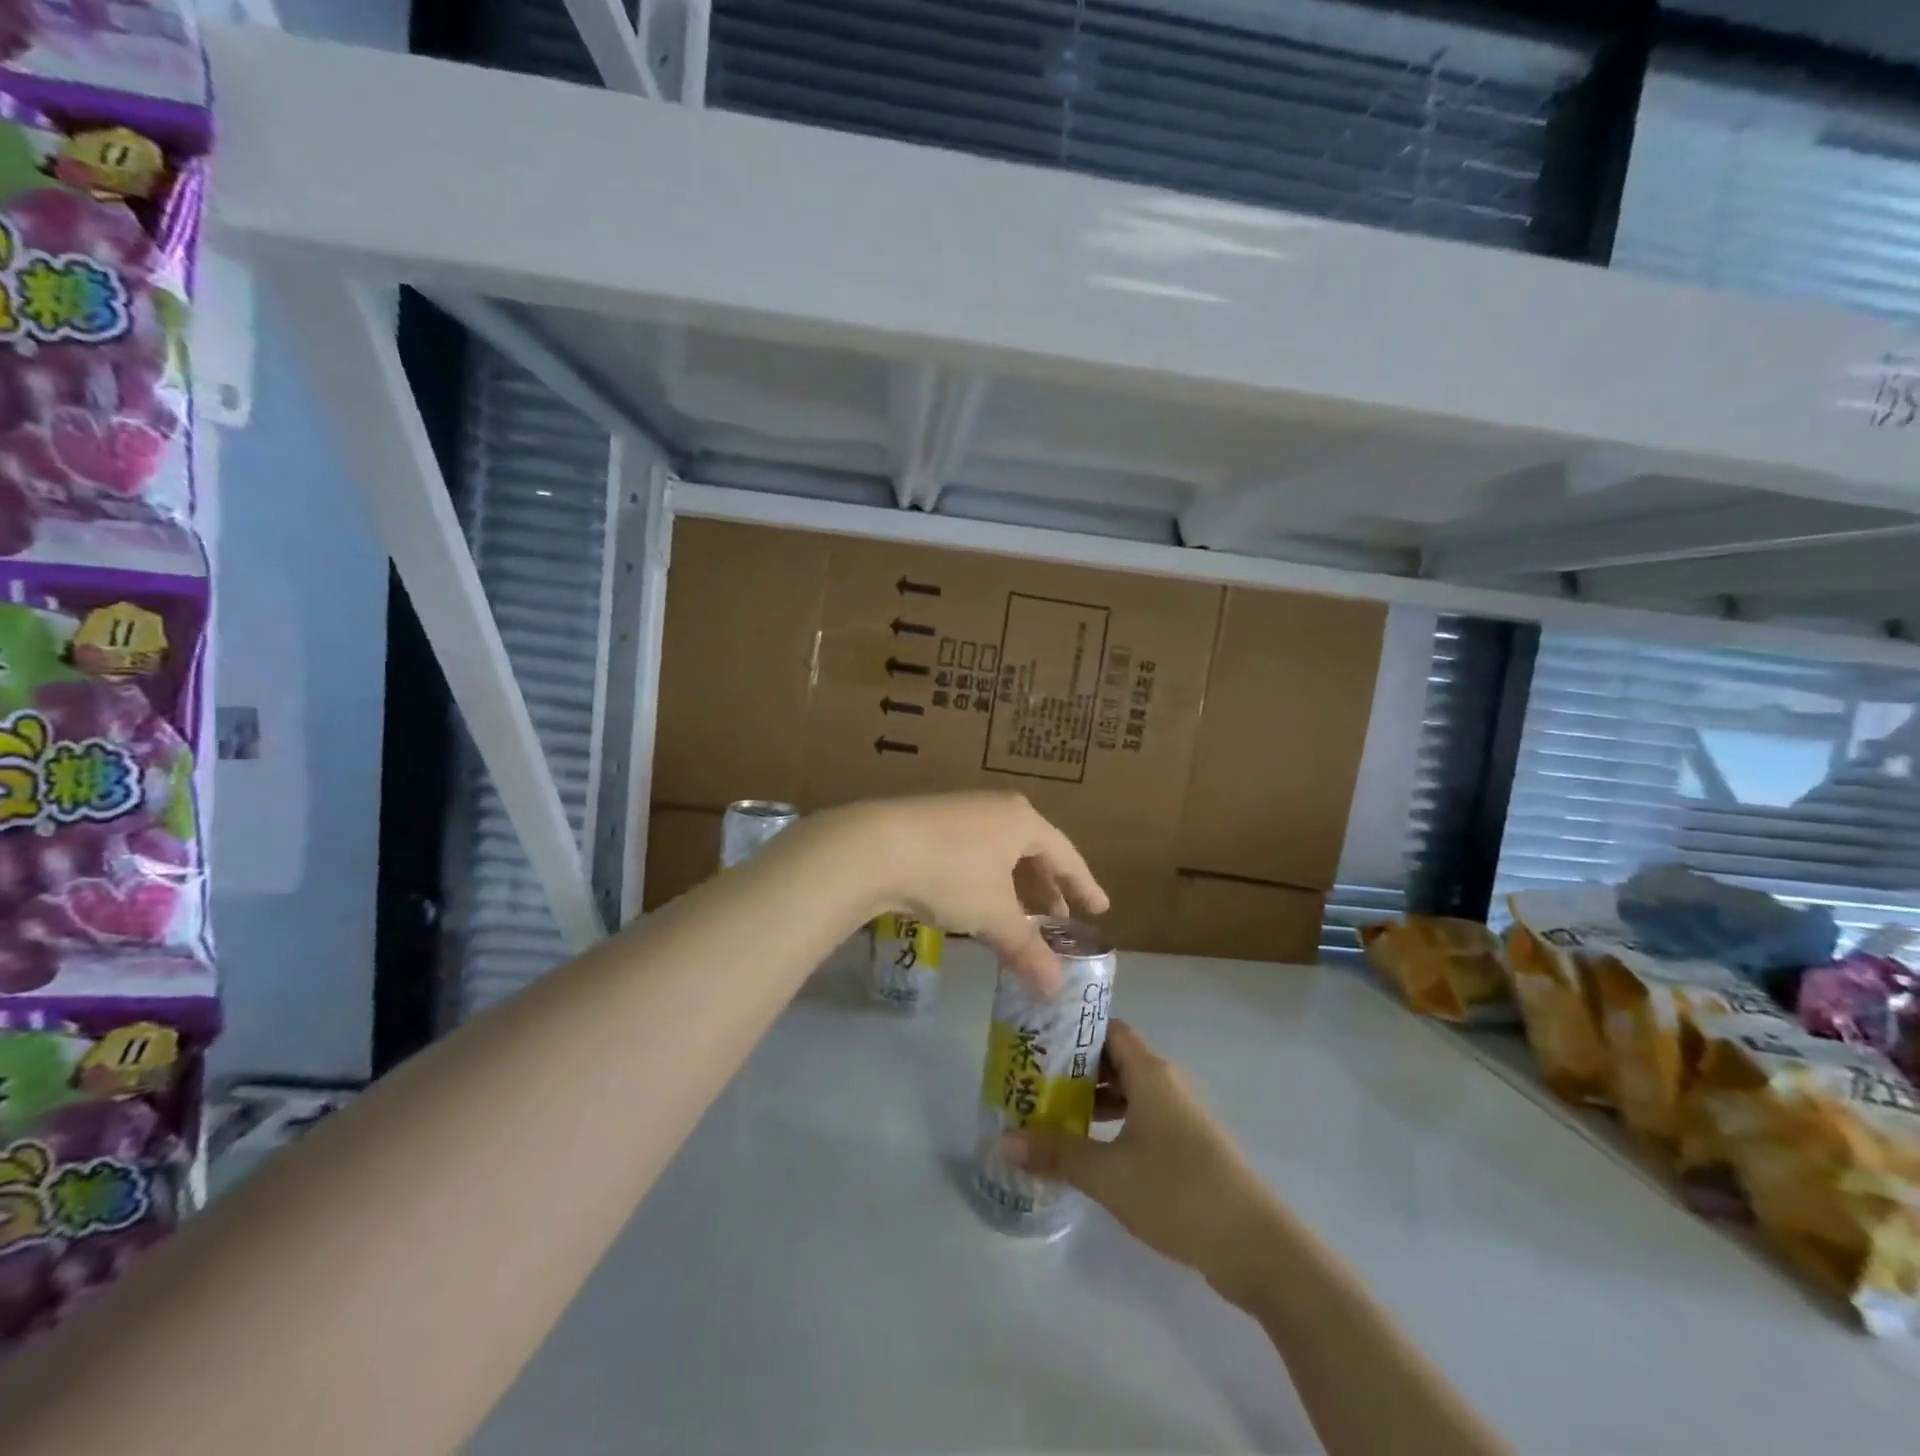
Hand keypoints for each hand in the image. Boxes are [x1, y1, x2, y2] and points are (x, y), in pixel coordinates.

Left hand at [828, 792, 1107, 991]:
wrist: (874, 847)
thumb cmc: (951, 873)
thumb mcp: (994, 915)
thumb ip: (1027, 950)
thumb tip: (1055, 989)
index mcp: (1022, 820)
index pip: (1066, 855)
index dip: (1083, 885)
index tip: (1099, 908)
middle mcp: (996, 809)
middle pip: (1033, 850)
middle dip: (1046, 887)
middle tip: (1058, 918)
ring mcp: (961, 812)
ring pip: (1001, 852)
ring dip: (1014, 885)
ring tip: (1019, 916)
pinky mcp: (929, 823)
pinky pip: (974, 852)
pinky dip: (986, 879)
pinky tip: (976, 902)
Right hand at [1003, 1020, 1278, 1297]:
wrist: (1256, 1246)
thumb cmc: (1178, 1192)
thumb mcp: (1108, 1174)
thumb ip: (1056, 1154)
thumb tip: (1004, 1140)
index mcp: (1150, 1072)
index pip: (1107, 1029)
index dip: (1072, 1031)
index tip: (1037, 1042)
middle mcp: (1165, 1083)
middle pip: (1113, 1059)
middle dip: (1074, 1069)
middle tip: (1033, 1082)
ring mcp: (1178, 1115)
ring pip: (1127, 1091)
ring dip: (1092, 1100)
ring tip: (1051, 1116)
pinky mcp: (1185, 1146)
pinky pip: (1140, 1118)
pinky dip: (1113, 1124)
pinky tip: (1090, 1150)